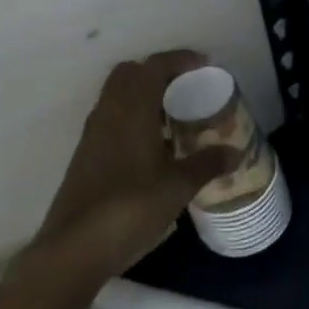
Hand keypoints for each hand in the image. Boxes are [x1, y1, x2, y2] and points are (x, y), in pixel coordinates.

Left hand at [34, 51, 237, 280]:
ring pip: (116, 95)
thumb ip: (207, 164)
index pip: (154, 66)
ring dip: (142, 94)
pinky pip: (110, 118)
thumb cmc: (130, 208)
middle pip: (130, 73)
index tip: (204, 65)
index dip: (180, 59)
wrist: (74, 249)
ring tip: (171, 115)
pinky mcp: (84, 155)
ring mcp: (92, 134)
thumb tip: (234, 152)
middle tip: (185, 88)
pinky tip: (150, 145)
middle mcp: (109, 112)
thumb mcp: (178, 187)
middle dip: (157, 72)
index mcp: (132, 109)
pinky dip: (130, 117)